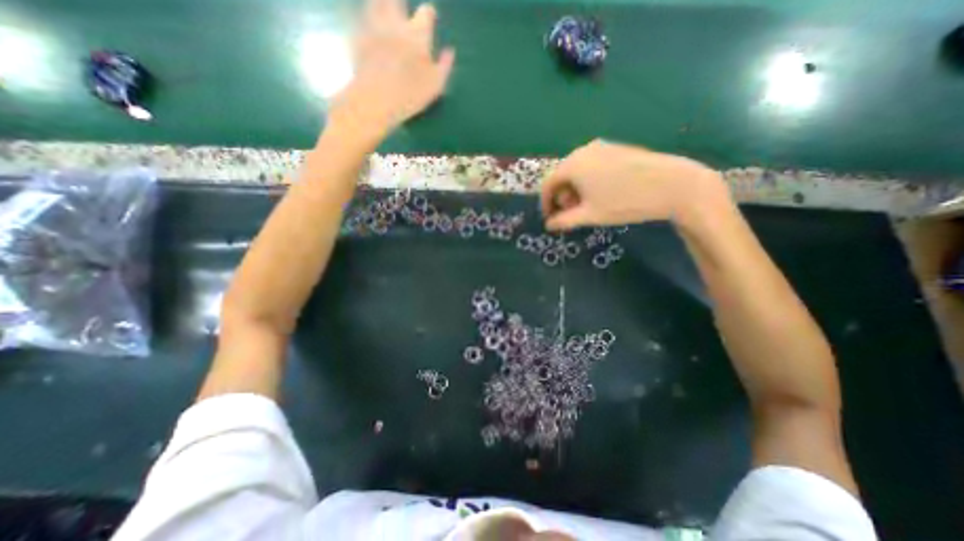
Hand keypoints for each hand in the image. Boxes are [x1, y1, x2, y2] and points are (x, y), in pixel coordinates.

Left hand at [327, 0, 455, 137]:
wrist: (375, 100)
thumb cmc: (410, 95)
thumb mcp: (435, 86)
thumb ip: (444, 66)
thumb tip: (450, 52)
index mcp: (417, 35)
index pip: (426, 12)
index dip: (429, 14)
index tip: (431, 17)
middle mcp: (395, 23)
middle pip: (396, 0)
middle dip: (401, 3)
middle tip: (403, 10)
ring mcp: (374, 27)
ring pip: (377, 3)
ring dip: (383, 5)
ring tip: (387, 13)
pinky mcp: (359, 37)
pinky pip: (363, 18)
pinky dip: (369, 19)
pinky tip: (372, 26)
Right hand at [539, 140, 727, 229]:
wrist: (672, 185)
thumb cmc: (623, 202)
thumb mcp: (589, 215)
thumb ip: (564, 221)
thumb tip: (549, 225)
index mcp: (572, 164)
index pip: (548, 184)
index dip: (545, 203)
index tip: (550, 218)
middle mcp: (583, 150)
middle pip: (562, 175)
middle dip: (562, 196)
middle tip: (570, 213)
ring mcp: (601, 147)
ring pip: (577, 170)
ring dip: (574, 189)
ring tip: (586, 205)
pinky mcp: (616, 148)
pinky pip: (592, 165)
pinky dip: (588, 180)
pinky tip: (600, 193)